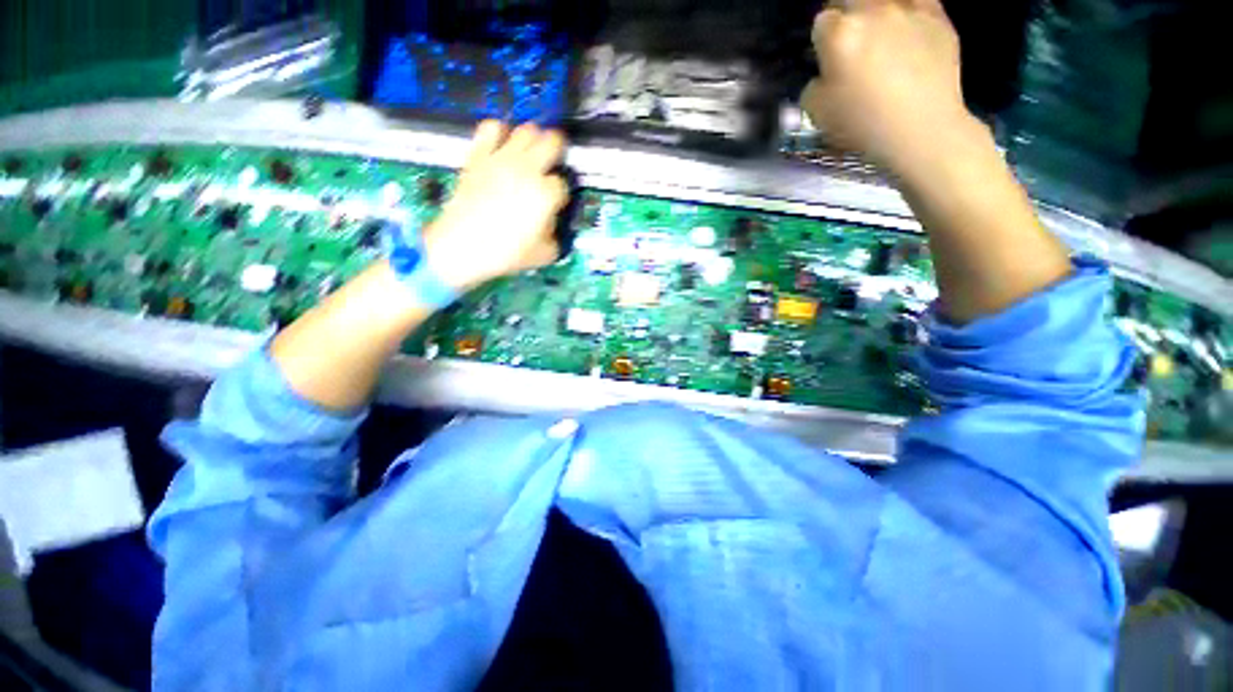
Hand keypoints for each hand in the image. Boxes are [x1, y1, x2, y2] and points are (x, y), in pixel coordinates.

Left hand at [423, 121, 568, 291]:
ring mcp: (501, 158)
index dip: (560, 194)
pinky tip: (501, 145)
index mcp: (545, 194)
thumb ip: (555, 234)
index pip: (562, 184)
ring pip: (527, 129)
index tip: (553, 205)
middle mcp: (527, 169)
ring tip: (529, 153)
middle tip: (552, 163)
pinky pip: (491, 127)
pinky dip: (500, 132)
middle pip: (552, 141)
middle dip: (557, 152)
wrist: (462, 245)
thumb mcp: (545, 254)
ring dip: (533, 139)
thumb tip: (550, 220)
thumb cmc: (507, 253)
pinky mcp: (479, 155)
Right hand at [800, 0, 982, 176]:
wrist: (920, 129)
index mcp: (839, 34)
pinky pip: (919, 4)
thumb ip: (814, 86)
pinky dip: (911, 14)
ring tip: (882, 36)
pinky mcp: (939, 18)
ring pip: (887, 0)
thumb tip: (824, 77)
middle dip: (848, 15)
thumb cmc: (862, 124)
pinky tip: (908, 34)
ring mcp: (909, 10)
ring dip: (879, 13)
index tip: (828, 56)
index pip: (822, 21)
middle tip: (853, 39)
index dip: (823, 39)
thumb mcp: (817, 114)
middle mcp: (873, 11)